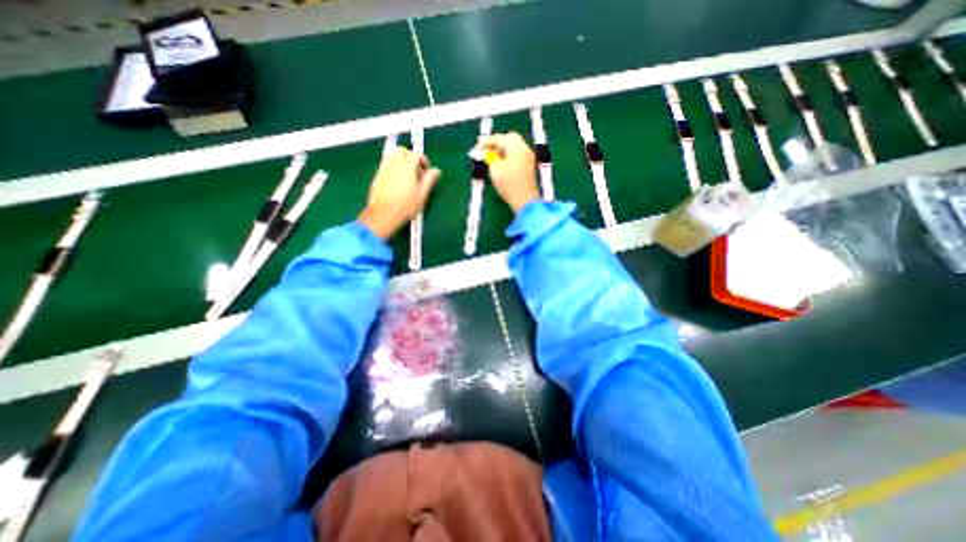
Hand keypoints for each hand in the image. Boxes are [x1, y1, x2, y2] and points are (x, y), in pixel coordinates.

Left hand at [357, 147, 439, 239]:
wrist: (383, 215)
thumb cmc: (406, 206)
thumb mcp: (422, 195)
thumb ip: (429, 180)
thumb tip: (436, 171)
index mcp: (407, 167)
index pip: (416, 154)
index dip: (423, 161)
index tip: (426, 171)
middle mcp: (394, 164)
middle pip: (402, 151)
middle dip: (410, 157)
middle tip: (416, 170)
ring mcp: (384, 169)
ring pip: (392, 156)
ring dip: (401, 161)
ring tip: (407, 176)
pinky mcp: (377, 176)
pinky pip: (386, 165)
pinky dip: (393, 167)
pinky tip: (397, 181)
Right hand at [477, 131, 542, 210]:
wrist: (525, 201)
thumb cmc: (509, 185)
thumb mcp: (495, 170)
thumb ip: (489, 157)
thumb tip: (487, 152)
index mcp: (516, 147)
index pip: (500, 138)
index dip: (487, 141)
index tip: (477, 145)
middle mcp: (524, 149)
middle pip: (510, 138)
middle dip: (496, 142)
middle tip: (485, 149)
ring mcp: (528, 158)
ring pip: (514, 146)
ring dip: (502, 148)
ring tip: (491, 156)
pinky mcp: (528, 167)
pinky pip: (517, 154)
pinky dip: (508, 155)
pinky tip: (501, 162)